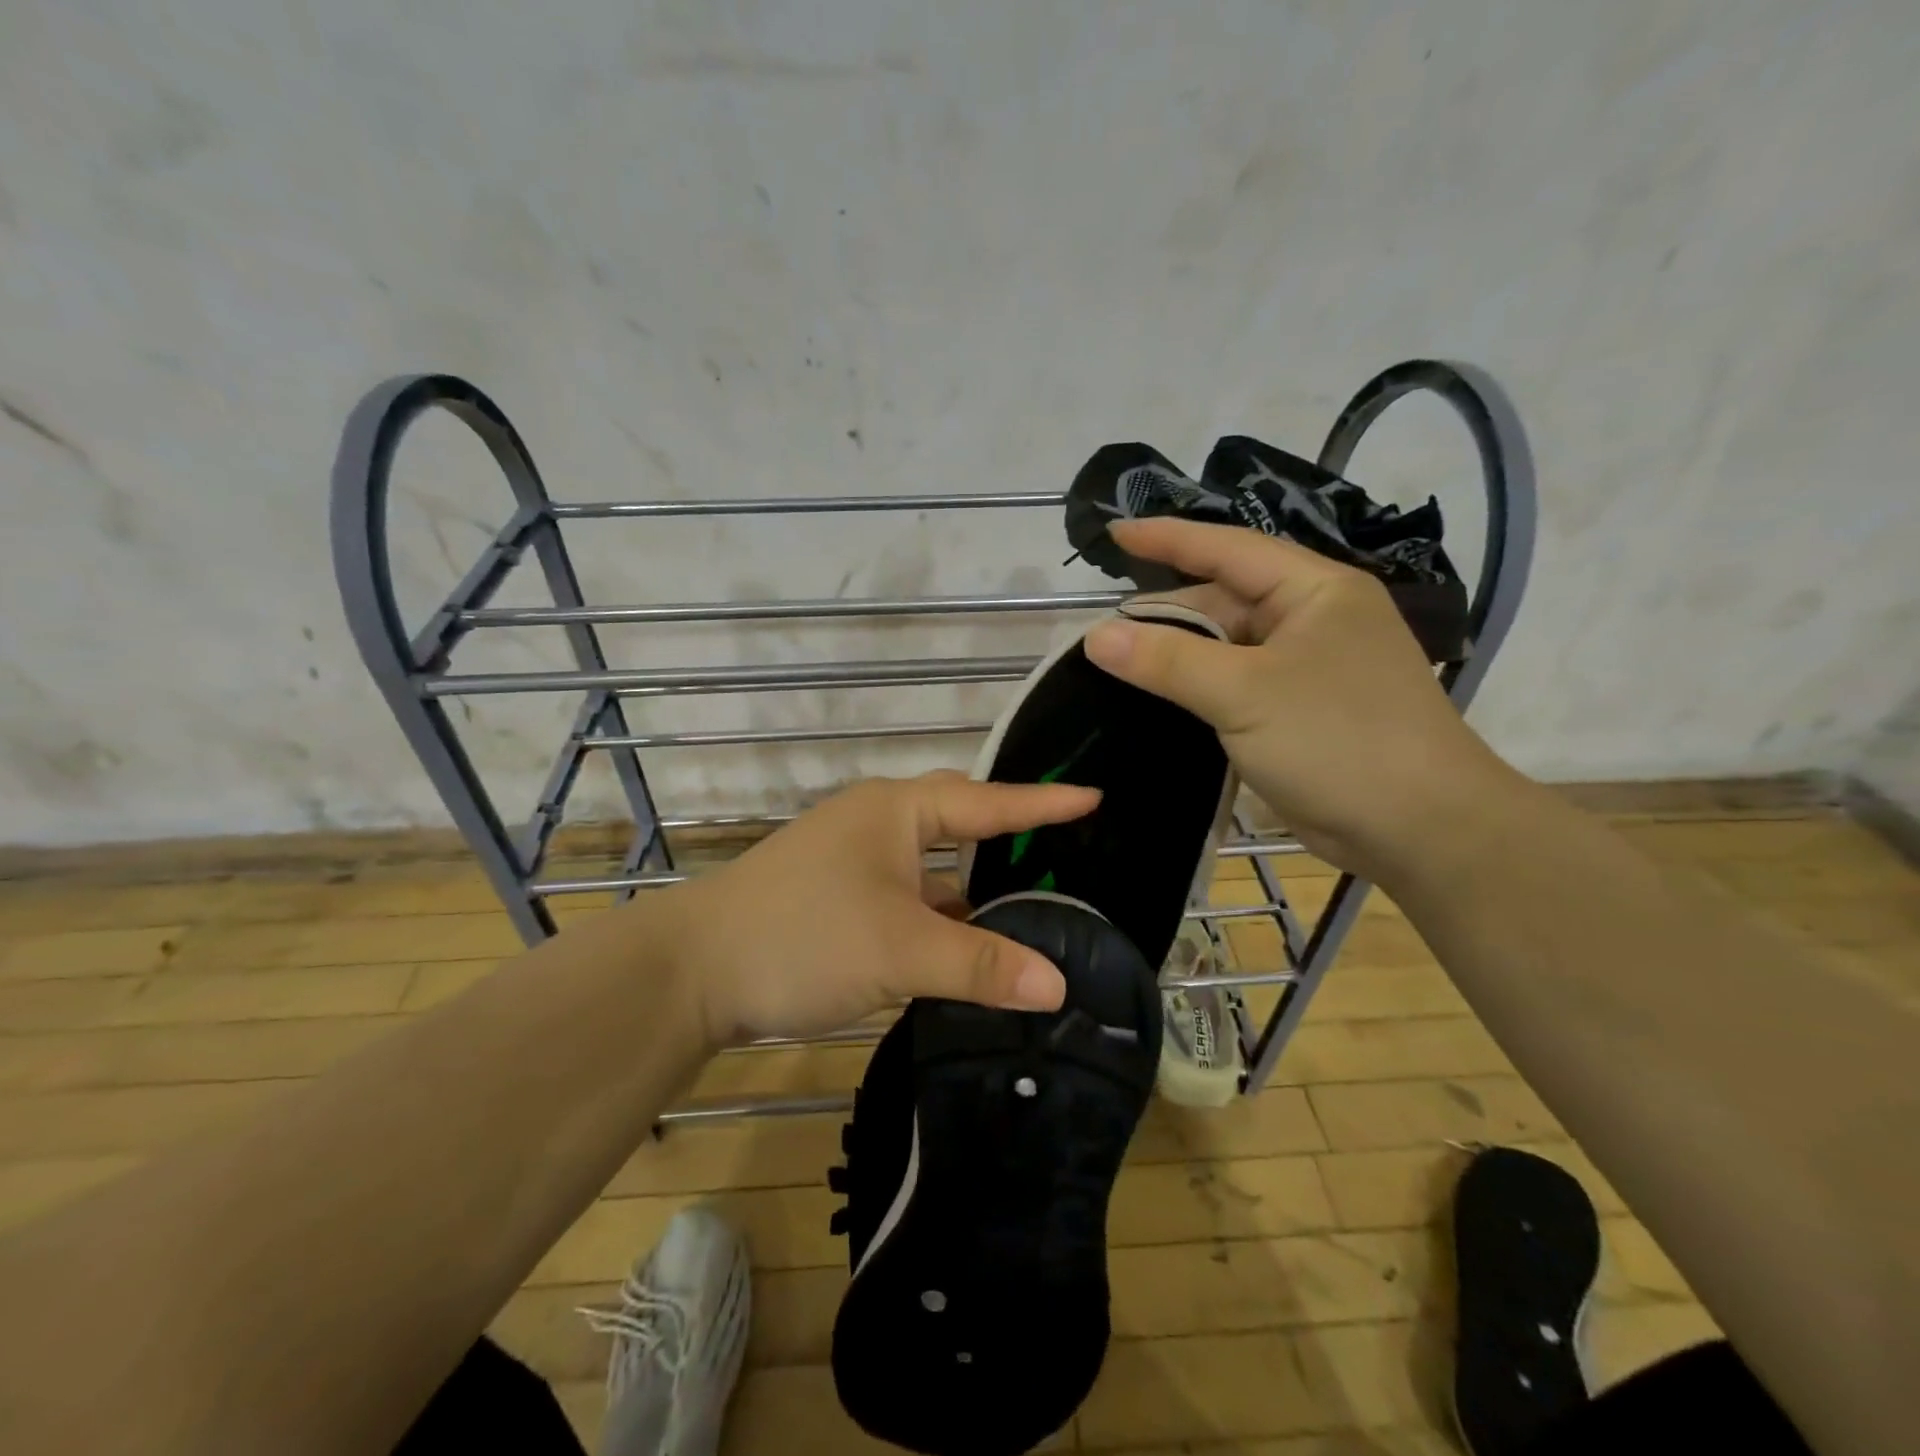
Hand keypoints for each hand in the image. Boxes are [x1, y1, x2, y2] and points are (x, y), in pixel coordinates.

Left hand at [661, 771, 1100, 1046]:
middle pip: (957, 821)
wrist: (692, 970)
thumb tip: (1058, 984)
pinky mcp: (835, 896)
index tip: (1094, 796)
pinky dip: (937, 913)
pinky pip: (906, 894)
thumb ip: (981, 964)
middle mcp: (876, 822)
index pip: (986, 800)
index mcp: (896, 811)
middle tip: (1061, 847)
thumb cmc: (803, 937)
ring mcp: (851, 859)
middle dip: (1007, 833)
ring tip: (1026, 902)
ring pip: (929, 865)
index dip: (1042, 802)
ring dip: (971, 885)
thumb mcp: (900, 950)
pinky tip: (962, 943)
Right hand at [1083, 517, 1520, 882]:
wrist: (1421, 829)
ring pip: (1225, 648)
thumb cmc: (1338, 741)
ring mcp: (1307, 669)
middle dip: (1165, 615)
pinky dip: (1195, 691)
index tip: (1114, 533)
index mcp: (1313, 591)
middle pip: (1222, 603)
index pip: (1228, 549)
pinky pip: (1233, 687)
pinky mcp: (1299, 713)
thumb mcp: (1244, 693)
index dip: (1167, 538)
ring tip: (1116, 668)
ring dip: (1176, 658)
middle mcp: (1312, 620)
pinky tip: (1156, 702)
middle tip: (1101, 635)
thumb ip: (1168, 660)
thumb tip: (1096, 636)